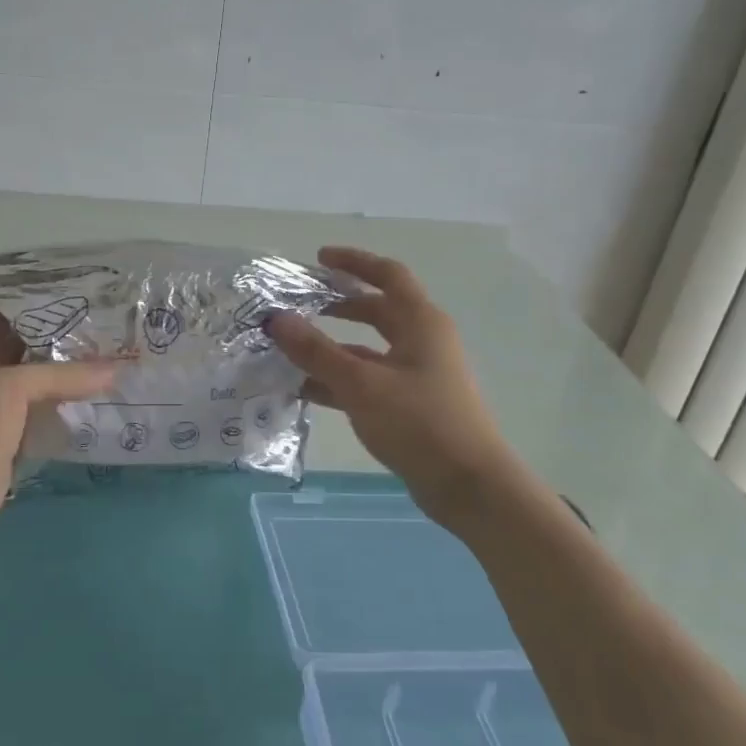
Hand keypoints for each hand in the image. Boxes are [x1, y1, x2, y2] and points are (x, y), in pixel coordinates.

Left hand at [0, 305, 114, 559]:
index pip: (12, 301)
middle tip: (117, 314)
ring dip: (80, 362)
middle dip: (73, 325)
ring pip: (49, 369)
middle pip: (37, 335)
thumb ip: (60, 375)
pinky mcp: (21, 428)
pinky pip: (54, 402)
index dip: (44, 288)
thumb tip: (115, 368)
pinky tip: (109, 391)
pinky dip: (78, 395)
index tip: (86, 281)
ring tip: (122, 346)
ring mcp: (8, 399)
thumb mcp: (9, 391)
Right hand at [270, 247, 516, 531]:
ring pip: (370, 347)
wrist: (470, 487)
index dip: (354, 262)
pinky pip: (370, 378)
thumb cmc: (420, 423)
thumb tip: (276, 319)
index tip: (319, 258)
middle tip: (300, 302)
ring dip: (334, 345)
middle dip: (339, 303)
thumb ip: (316, 350)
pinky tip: (307, 389)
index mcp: (420, 322)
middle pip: (377, 309)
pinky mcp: (413, 403)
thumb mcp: (361, 383)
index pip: (387, 275)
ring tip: (292, 348)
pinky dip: (341, 378)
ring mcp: (419, 373)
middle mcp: (423, 340)